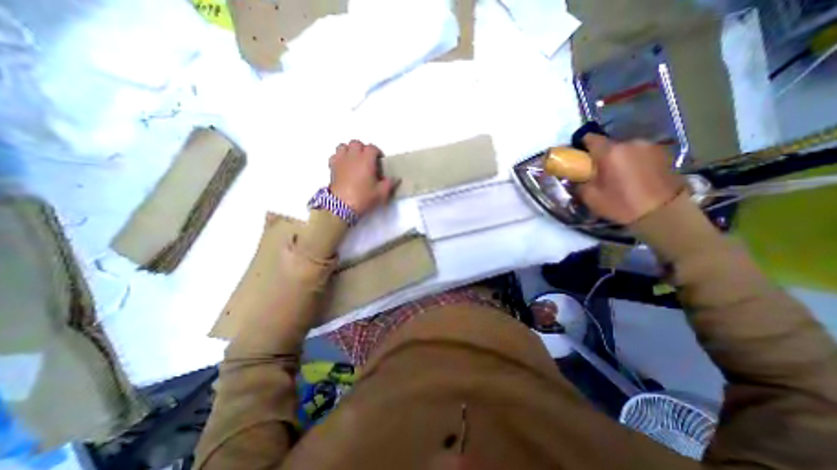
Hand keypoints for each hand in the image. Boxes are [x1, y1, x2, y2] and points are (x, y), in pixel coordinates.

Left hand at [328, 138, 398, 215]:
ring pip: (344, 146)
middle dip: (363, 149)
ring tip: (354, 161)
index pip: (372, 147)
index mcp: (366, 160)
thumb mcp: (381, 193)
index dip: (377, 152)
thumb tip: (396, 178)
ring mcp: (341, 160)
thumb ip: (390, 184)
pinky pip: (335, 155)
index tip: (380, 161)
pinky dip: (339, 157)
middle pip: (357, 143)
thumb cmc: (363, 197)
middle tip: (367, 160)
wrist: (341, 206)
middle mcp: (353, 156)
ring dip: (350, 150)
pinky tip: (344, 166)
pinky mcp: (332, 167)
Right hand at [580, 134, 682, 222]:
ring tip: (620, 174)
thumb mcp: (590, 197)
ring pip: (626, 148)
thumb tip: (576, 177)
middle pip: (609, 144)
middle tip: (600, 171)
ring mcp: (649, 146)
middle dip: (602, 155)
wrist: (662, 213)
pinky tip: (635, 175)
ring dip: (620, 157)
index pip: (590, 138)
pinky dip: (634, 160)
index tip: (580, 157)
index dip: (582, 146)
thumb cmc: (621, 204)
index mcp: (610, 152)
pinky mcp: (664, 153)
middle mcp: (630, 143)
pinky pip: (641, 153)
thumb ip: (579, 183)